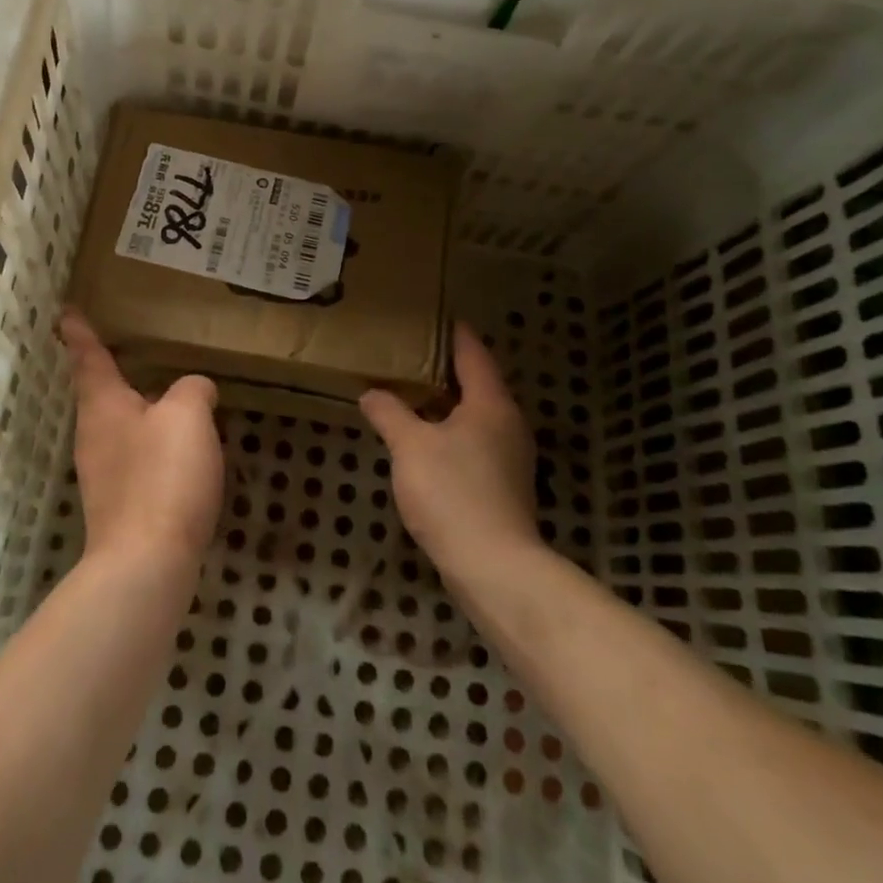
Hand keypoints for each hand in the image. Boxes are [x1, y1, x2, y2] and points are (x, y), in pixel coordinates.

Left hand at [60, 308, 224, 568]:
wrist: (146, 564)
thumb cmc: (163, 476)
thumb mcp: (188, 416)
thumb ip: (192, 390)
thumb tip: (194, 390)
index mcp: (103, 404)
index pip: (88, 356)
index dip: (79, 332)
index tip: (66, 312)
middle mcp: (94, 435)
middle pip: (101, 395)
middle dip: (115, 376)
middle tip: (136, 356)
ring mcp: (103, 474)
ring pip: (122, 429)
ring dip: (142, 414)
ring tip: (174, 405)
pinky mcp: (119, 506)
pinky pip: (137, 461)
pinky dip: (155, 449)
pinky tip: (183, 457)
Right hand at [359, 321, 539, 574]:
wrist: (493, 567)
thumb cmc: (453, 492)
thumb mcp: (410, 446)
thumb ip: (389, 413)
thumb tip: (372, 393)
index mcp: (491, 404)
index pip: (473, 354)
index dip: (454, 333)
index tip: (436, 316)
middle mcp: (508, 424)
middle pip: (478, 383)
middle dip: (446, 368)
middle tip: (411, 353)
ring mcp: (509, 458)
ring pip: (476, 416)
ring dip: (447, 403)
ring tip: (411, 394)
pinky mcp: (503, 486)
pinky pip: (474, 443)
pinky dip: (450, 432)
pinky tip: (425, 441)